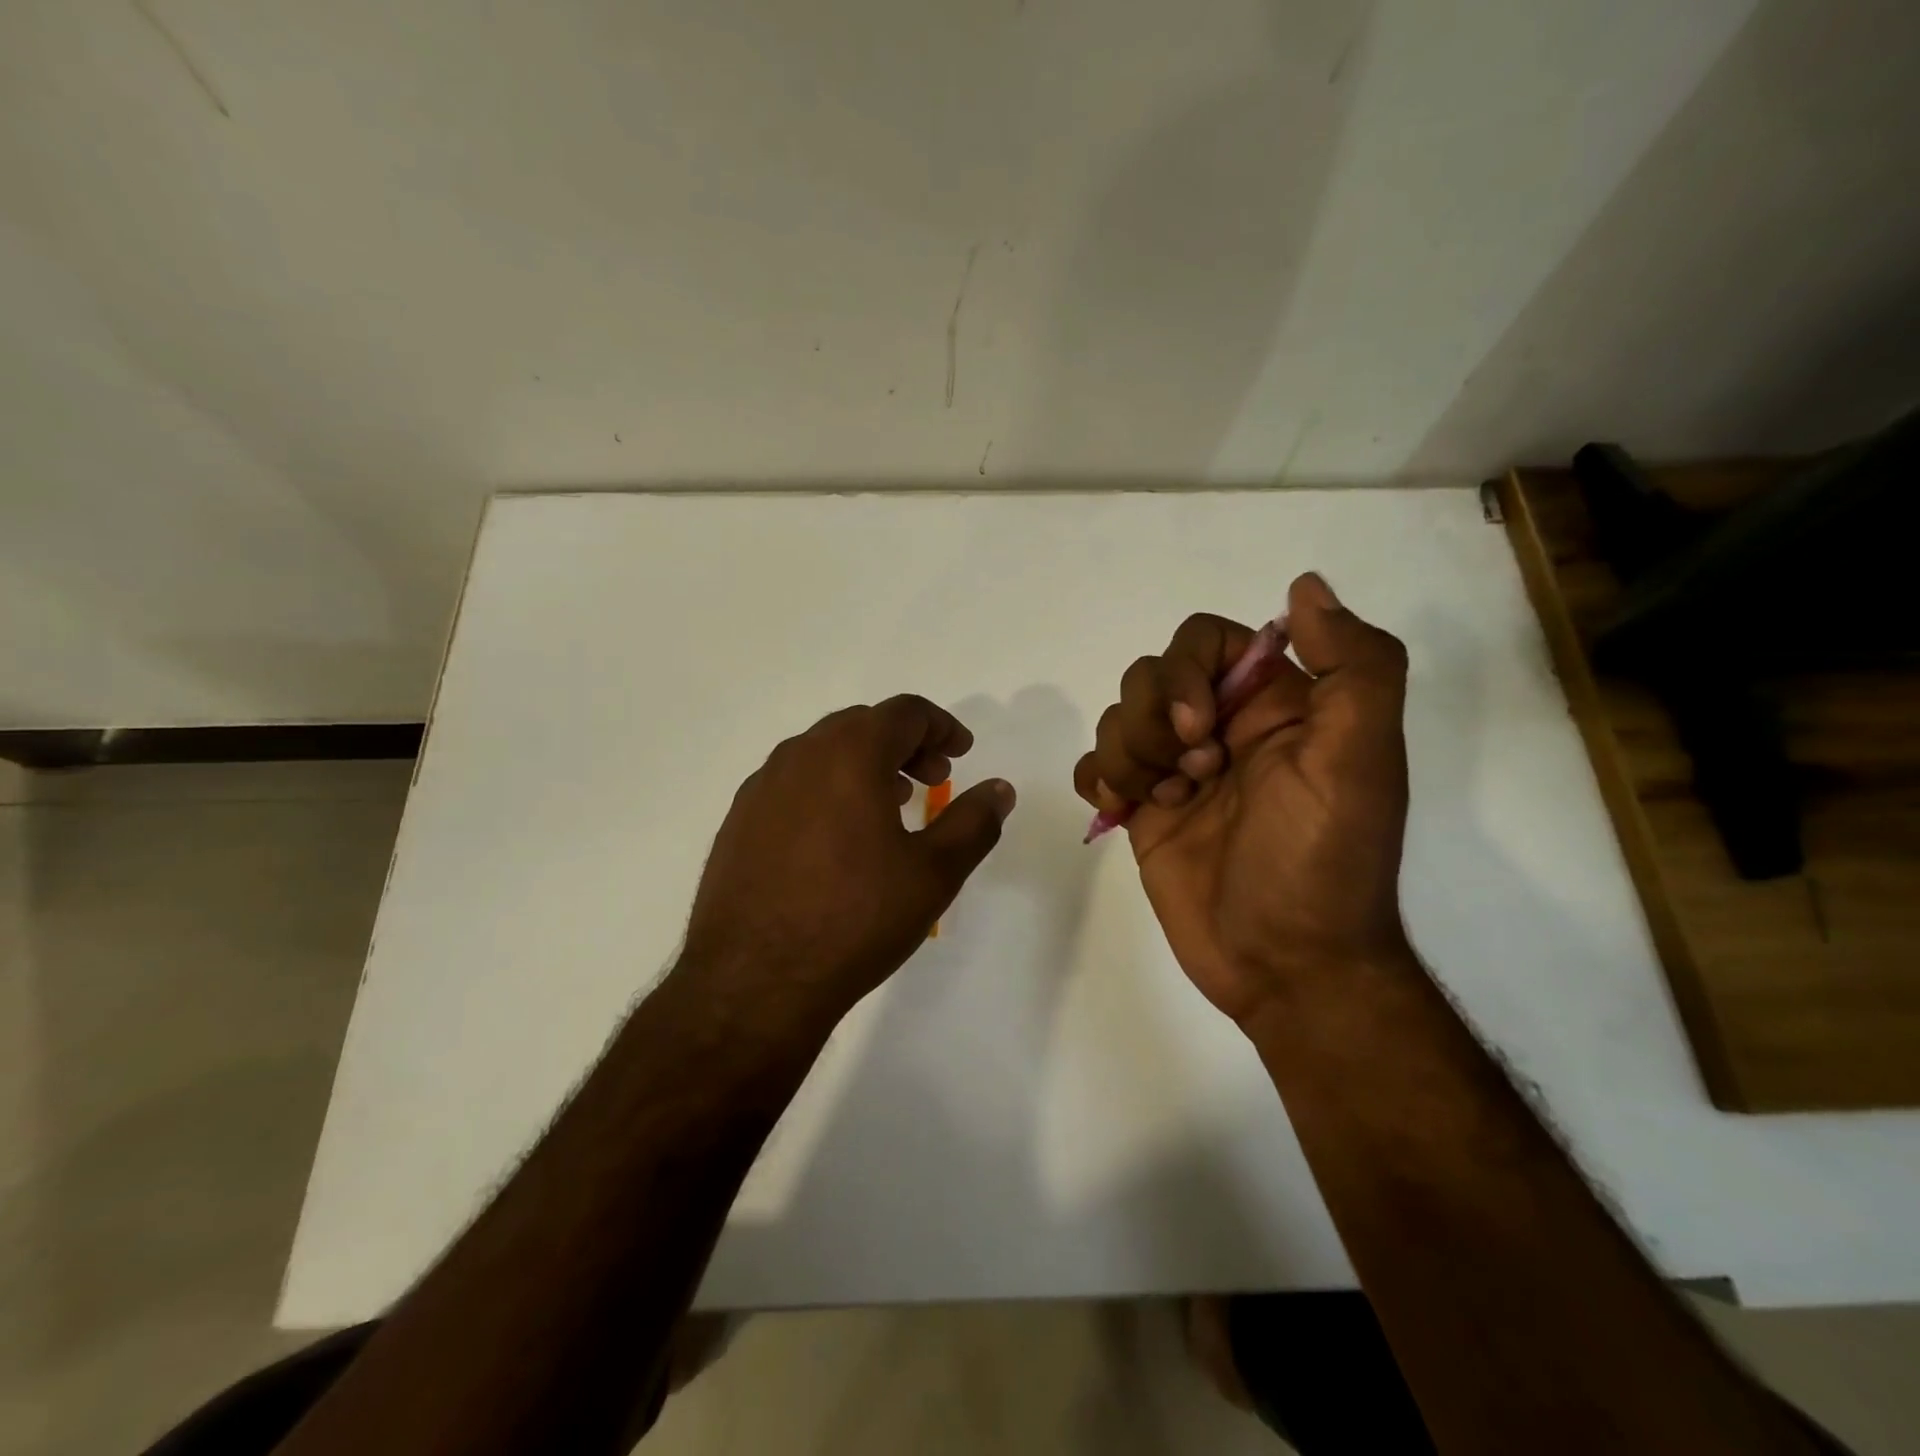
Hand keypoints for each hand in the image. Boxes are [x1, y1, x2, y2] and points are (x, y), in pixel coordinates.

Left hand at [682, 695, 1015, 1033]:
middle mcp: (800, 755)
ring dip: (865, 765)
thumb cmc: (856, 919)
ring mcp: (762, 787)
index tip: (961, 752)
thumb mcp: (933, 873)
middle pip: (862, 725)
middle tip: (933, 780)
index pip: (904, 712)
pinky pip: (793, 784)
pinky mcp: (739, 821)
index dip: (941, 726)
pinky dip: (828, 789)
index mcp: (849, 754)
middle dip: (905, 744)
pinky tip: (839, 838)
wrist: (754, 981)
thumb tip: (999, 789)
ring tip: (891, 806)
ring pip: (823, 753)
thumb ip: (973, 822)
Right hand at [1074, 573, 1410, 1023]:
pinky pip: (1095, 766)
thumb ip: (1353, 666)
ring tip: (1167, 804)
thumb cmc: (1322, 862)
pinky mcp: (1142, 812)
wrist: (1286, 965)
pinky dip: (1099, 780)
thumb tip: (1305, 586)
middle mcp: (1221, 728)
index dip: (1185, 673)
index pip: (1203, 641)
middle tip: (1194, 778)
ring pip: (1117, 719)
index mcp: (1273, 704)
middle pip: (1148, 676)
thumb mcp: (1359, 760)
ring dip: (1129, 757)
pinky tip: (1124, 812)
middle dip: (1154, 723)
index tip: (1201, 730)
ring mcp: (1176, 771)